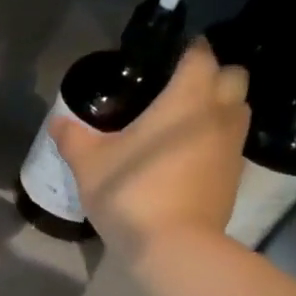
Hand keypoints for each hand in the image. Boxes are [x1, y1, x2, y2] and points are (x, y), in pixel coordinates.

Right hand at [52, 39, 250, 254]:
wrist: (173, 246)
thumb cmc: (131, 192)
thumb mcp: (89, 164)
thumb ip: (73, 137)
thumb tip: (58, 121)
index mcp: (187, 97)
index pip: (200, 54)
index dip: (186, 50)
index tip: (166, 57)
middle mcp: (219, 113)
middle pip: (233, 76)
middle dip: (212, 75)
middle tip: (178, 89)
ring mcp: (232, 147)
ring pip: (238, 110)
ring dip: (218, 108)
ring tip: (183, 123)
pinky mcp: (234, 177)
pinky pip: (230, 144)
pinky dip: (215, 141)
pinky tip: (187, 156)